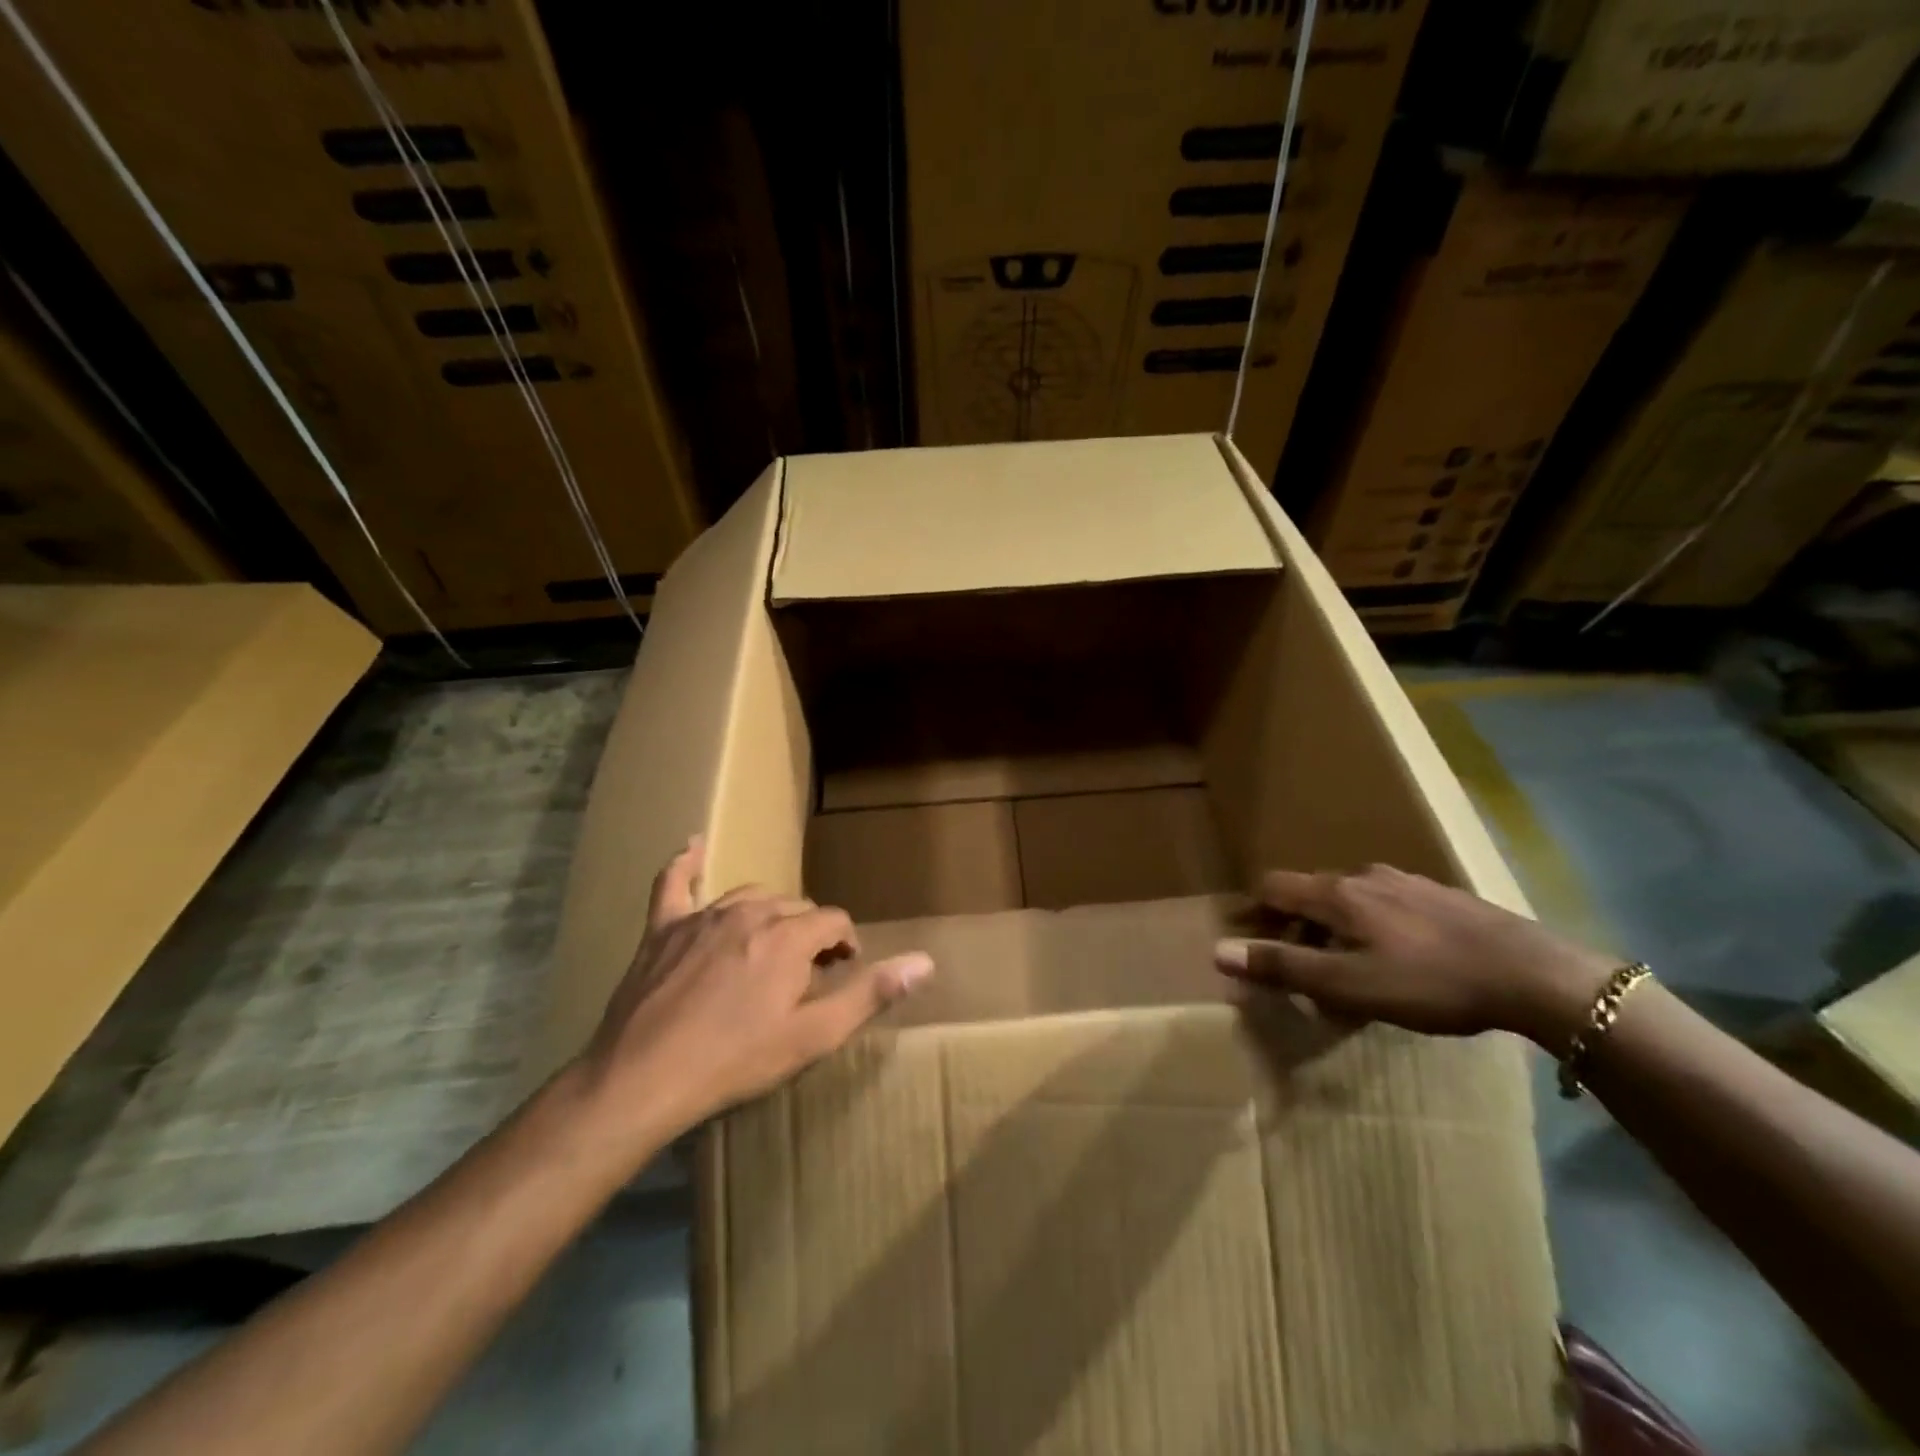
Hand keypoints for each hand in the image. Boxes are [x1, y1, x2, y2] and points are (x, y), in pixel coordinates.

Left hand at [575, 839, 933, 1153]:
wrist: (642, 1078)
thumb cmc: (735, 1060)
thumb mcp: (813, 1036)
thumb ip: (870, 993)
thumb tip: (925, 961)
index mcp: (788, 937)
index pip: (834, 921)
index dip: (845, 945)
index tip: (844, 970)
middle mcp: (749, 913)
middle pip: (795, 907)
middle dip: (809, 932)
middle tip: (807, 970)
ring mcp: (703, 916)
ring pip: (750, 895)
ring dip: (769, 913)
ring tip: (771, 942)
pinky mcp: (663, 929)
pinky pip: (674, 884)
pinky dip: (686, 864)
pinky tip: (693, 846)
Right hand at [1213, 863, 1616, 1043]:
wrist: (1534, 975)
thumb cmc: (1429, 982)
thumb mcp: (1347, 985)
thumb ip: (1282, 967)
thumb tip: (1218, 952)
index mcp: (1337, 894)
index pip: (1273, 886)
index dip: (1253, 910)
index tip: (1247, 939)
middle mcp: (1365, 877)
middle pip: (1311, 893)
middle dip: (1295, 927)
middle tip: (1299, 969)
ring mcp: (1408, 883)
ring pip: (1352, 901)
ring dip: (1335, 930)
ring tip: (1349, 971)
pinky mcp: (1443, 898)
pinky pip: (1388, 907)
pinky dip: (1373, 929)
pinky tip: (1398, 962)